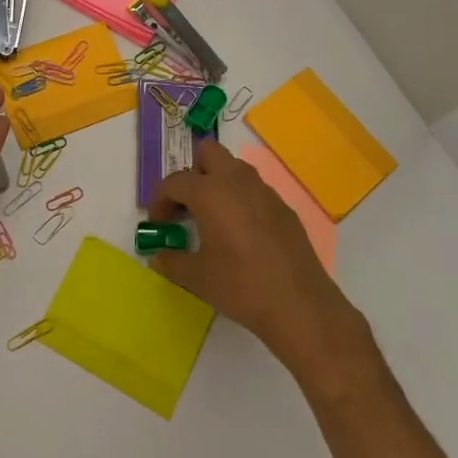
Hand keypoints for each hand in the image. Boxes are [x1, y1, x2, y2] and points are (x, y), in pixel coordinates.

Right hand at [149, 139, 353, 367]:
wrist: (298, 304)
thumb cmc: (239, 285)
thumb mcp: (196, 277)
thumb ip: (171, 261)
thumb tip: (159, 256)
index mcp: (209, 191)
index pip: (175, 181)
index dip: (160, 200)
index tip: (158, 224)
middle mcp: (237, 181)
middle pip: (208, 153)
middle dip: (193, 173)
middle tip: (187, 206)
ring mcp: (264, 191)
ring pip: (234, 169)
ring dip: (218, 183)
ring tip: (212, 220)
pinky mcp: (284, 208)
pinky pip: (254, 191)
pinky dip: (241, 201)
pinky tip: (242, 235)